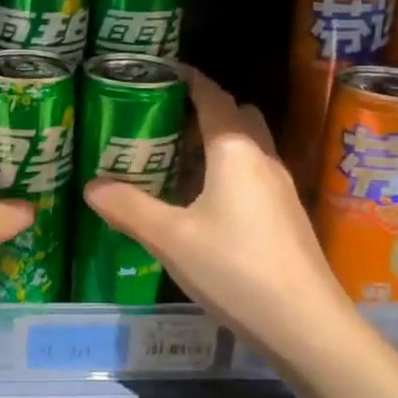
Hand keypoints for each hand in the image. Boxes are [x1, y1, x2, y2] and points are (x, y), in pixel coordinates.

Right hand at [84, 67, 346, 344]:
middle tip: (162, 123)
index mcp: (235, 150)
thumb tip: (91, 187)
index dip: (189, 79)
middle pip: (236, 117)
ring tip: (175, 162)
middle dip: (203, 112)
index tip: (161, 72)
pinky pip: (253, 176)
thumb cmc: (235, 269)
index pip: (212, 97)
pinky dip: (228, 173)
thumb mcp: (170, 238)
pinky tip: (203, 205)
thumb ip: (129, 208)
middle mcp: (263, 159)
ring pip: (247, 149)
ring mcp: (281, 189)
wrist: (307, 325)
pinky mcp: (288, 217)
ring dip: (216, 145)